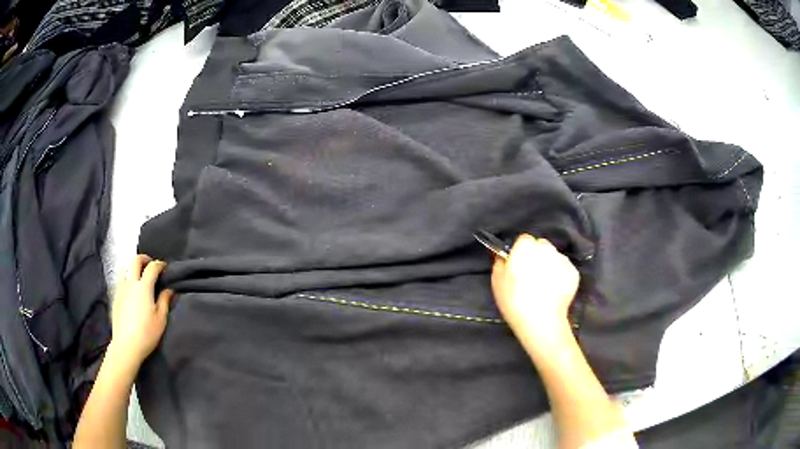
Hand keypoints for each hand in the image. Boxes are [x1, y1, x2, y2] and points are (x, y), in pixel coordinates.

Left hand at [109, 255, 173, 370]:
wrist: (126, 345)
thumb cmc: (146, 334)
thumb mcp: (160, 320)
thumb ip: (164, 301)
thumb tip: (169, 290)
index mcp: (143, 287)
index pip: (152, 268)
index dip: (159, 264)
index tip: (164, 267)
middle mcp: (130, 283)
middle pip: (135, 260)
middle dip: (144, 259)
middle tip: (150, 265)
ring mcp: (121, 289)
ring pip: (125, 268)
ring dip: (133, 267)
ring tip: (140, 276)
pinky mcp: (115, 297)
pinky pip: (121, 280)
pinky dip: (128, 278)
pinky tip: (132, 290)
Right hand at [491, 234, 579, 338]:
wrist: (540, 320)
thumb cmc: (514, 300)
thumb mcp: (496, 281)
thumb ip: (500, 262)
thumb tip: (504, 255)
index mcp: (526, 246)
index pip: (524, 240)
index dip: (520, 252)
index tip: (518, 265)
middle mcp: (547, 247)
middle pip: (541, 246)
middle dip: (537, 256)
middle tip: (530, 276)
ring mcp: (563, 260)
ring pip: (554, 258)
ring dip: (549, 266)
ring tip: (544, 286)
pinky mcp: (574, 273)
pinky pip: (565, 270)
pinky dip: (560, 277)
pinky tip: (554, 292)